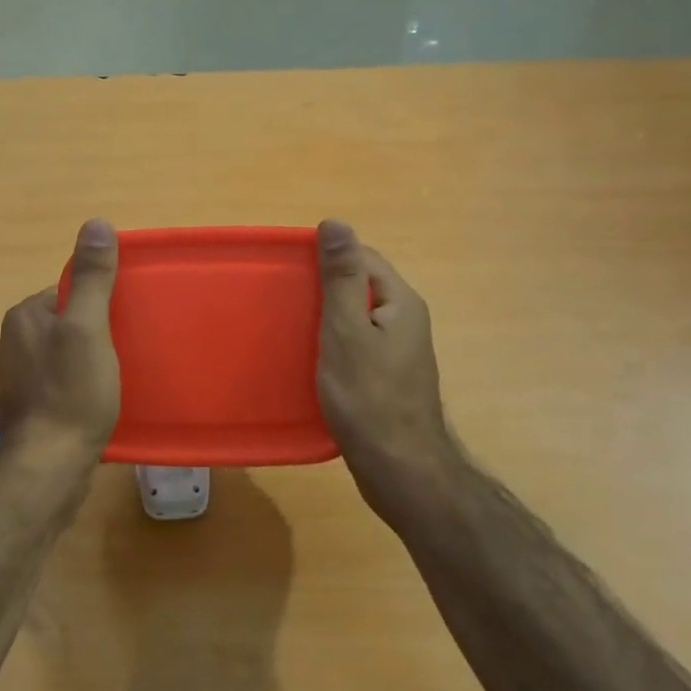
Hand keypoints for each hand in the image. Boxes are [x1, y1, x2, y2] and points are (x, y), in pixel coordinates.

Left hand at [0, 218, 121, 467]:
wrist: (48, 466)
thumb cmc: (72, 392)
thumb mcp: (88, 327)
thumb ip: (92, 278)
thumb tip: (96, 223)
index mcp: (23, 317)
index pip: (66, 291)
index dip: (98, 303)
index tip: (123, 321)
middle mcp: (11, 342)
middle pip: (65, 322)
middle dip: (94, 332)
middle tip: (126, 349)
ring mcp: (16, 379)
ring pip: (62, 354)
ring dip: (87, 360)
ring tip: (116, 376)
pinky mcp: (26, 409)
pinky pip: (58, 383)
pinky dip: (78, 386)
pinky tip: (97, 401)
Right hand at [316, 220, 457, 523]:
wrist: (399, 468)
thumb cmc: (368, 397)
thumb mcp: (347, 330)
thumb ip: (341, 277)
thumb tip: (336, 222)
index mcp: (400, 302)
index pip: (363, 257)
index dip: (328, 256)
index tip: (289, 267)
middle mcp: (406, 321)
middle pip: (361, 286)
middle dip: (324, 286)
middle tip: (284, 297)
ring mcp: (399, 352)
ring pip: (357, 318)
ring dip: (326, 317)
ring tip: (290, 325)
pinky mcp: (388, 378)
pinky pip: (358, 345)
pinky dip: (334, 344)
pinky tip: (310, 358)